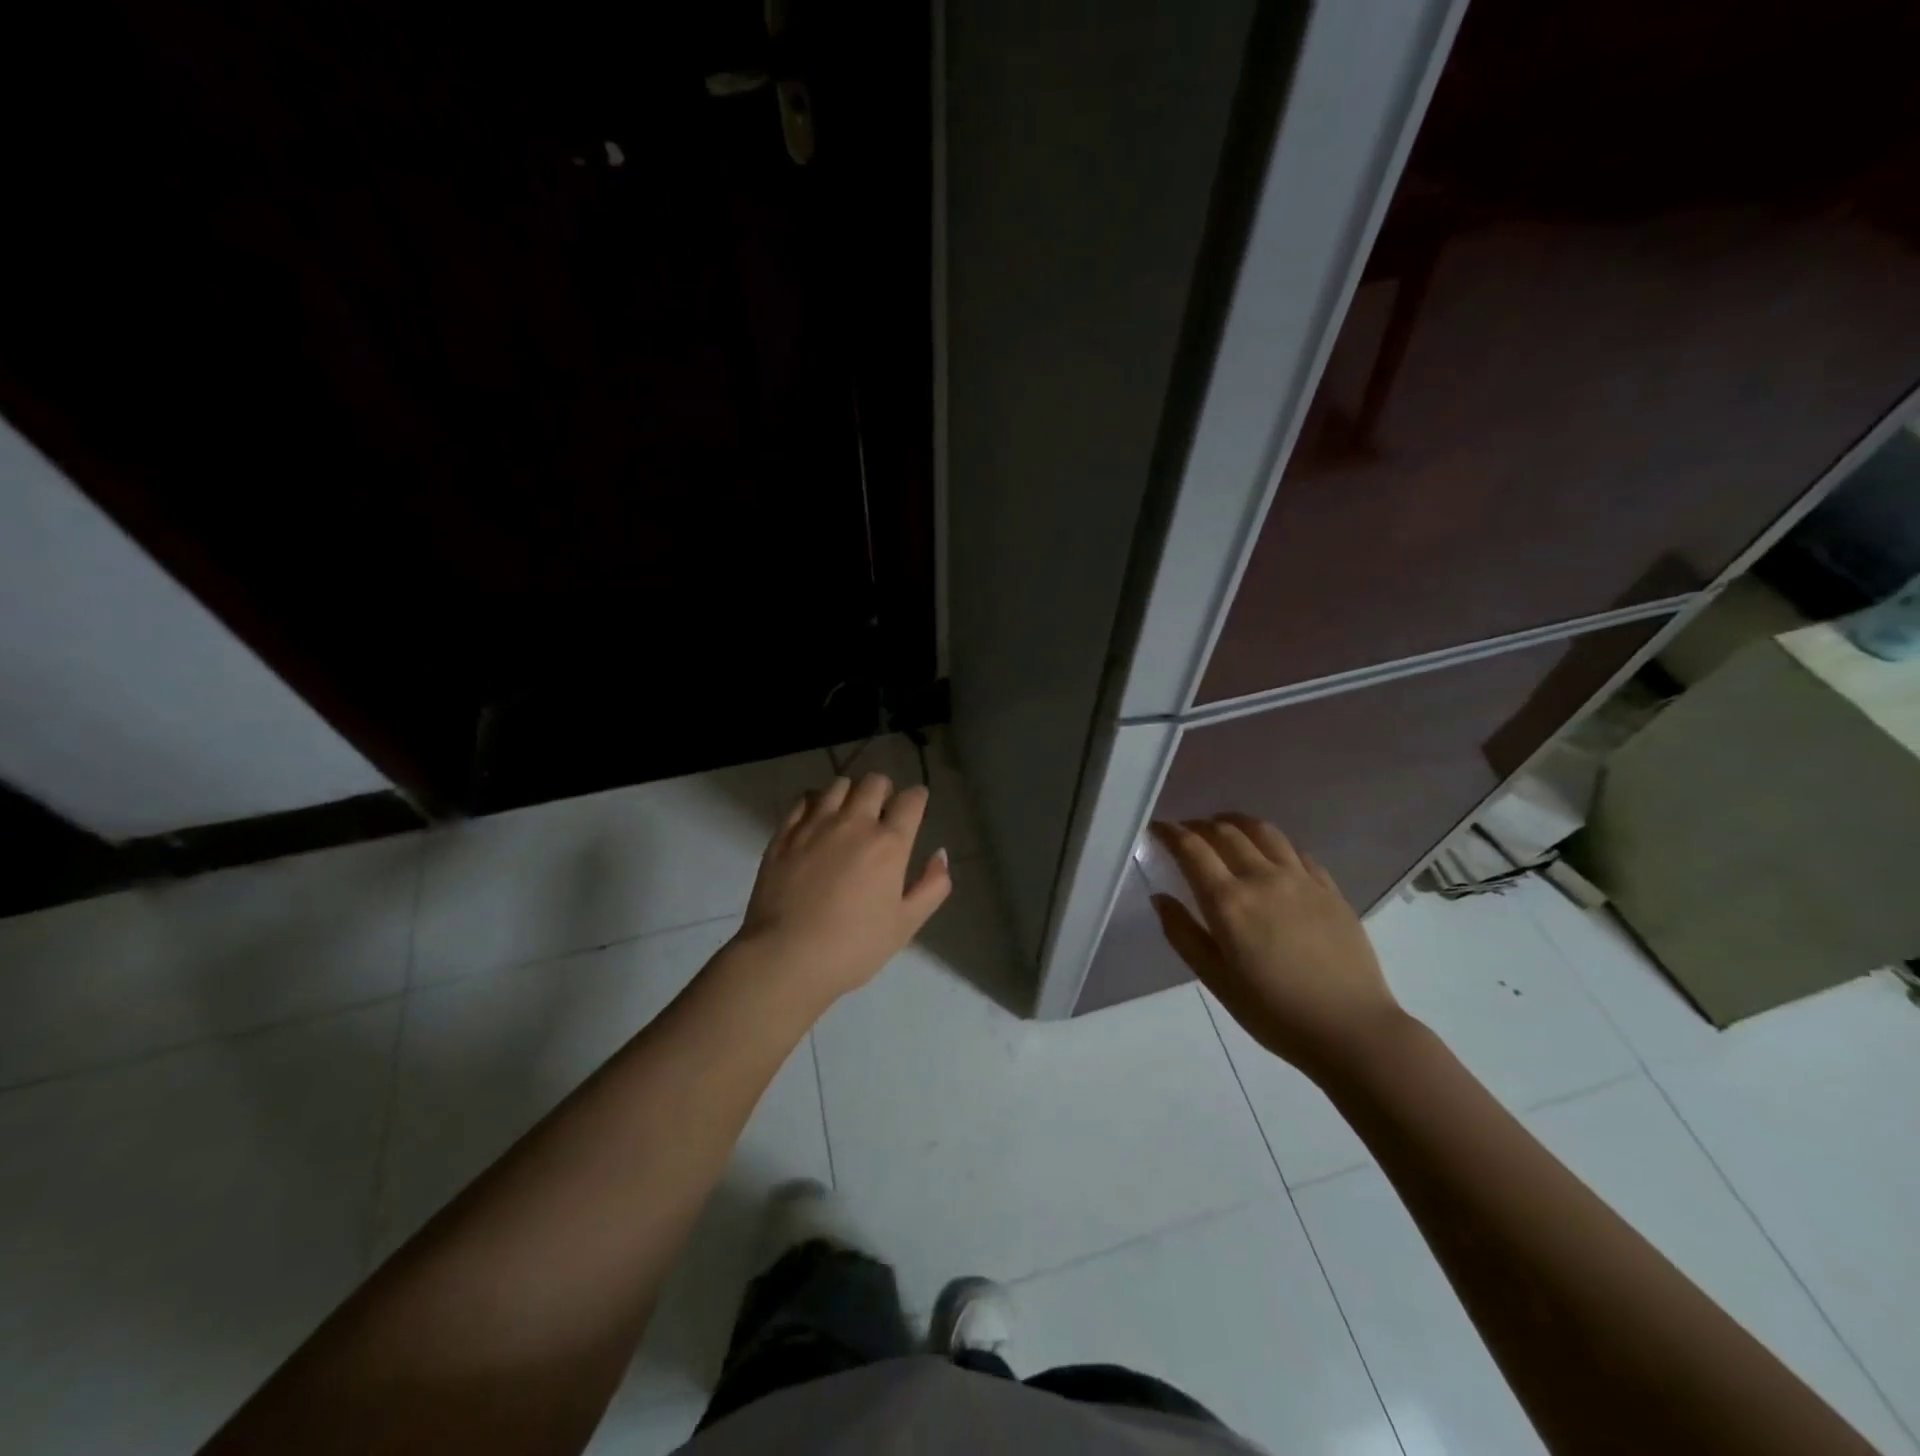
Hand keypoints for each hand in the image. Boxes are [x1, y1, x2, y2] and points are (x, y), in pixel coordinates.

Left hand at [733, 773, 952, 1005]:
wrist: (786, 957)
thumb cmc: (853, 947)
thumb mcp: (905, 924)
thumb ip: (931, 886)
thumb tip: (940, 854)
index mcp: (889, 844)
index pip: (911, 800)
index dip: (918, 797)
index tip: (916, 804)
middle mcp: (854, 823)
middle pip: (874, 783)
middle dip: (885, 790)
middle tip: (883, 809)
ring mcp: (815, 825)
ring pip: (838, 785)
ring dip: (851, 792)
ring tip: (849, 812)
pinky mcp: (784, 834)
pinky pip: (803, 799)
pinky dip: (816, 801)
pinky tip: (816, 818)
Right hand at [1149, 815, 1402, 1078]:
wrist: (1350, 1028)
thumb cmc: (1273, 1011)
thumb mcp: (1215, 979)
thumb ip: (1182, 934)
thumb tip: (1160, 898)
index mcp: (1229, 901)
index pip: (1192, 849)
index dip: (1170, 832)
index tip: (1157, 828)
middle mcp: (1262, 878)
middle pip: (1225, 832)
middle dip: (1199, 825)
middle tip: (1186, 831)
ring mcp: (1300, 879)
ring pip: (1263, 831)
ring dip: (1237, 822)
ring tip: (1225, 826)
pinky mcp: (1329, 888)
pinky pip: (1296, 850)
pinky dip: (1273, 842)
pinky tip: (1270, 853)